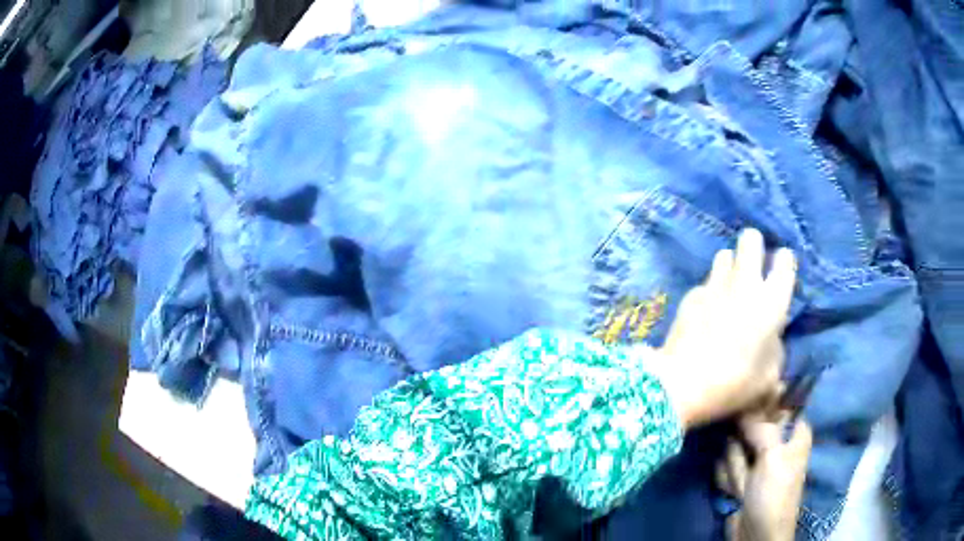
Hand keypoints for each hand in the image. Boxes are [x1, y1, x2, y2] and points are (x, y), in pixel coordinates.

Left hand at [653, 228, 796, 427]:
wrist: (681, 385)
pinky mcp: (691, 293)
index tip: (780, 274)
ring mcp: (715, 284)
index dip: (784, 262)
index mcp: (772, 301)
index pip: (785, 259)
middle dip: (755, 246)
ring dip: (731, 265)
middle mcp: (746, 282)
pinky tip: (706, 313)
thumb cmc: (733, 384)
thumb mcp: (768, 378)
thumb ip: (776, 351)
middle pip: (751, 237)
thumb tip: (772, 339)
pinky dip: (710, 291)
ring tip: (730, 288)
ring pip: (725, 253)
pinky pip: (706, 282)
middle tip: (754, 269)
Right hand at [716, 412, 812, 540]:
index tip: (747, 409)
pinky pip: (724, 467)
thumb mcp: (773, 456)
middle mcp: (776, 442)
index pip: (777, 404)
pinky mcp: (739, 477)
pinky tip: (735, 494)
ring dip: (735, 468)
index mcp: (794, 431)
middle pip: (750, 425)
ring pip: (733, 448)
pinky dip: (727, 481)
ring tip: (743, 487)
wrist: (756, 534)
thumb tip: (743, 407)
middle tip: (749, 463)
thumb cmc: (774, 494)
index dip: (762, 406)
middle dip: (742, 446)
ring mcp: (756, 461)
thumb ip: (760, 427)